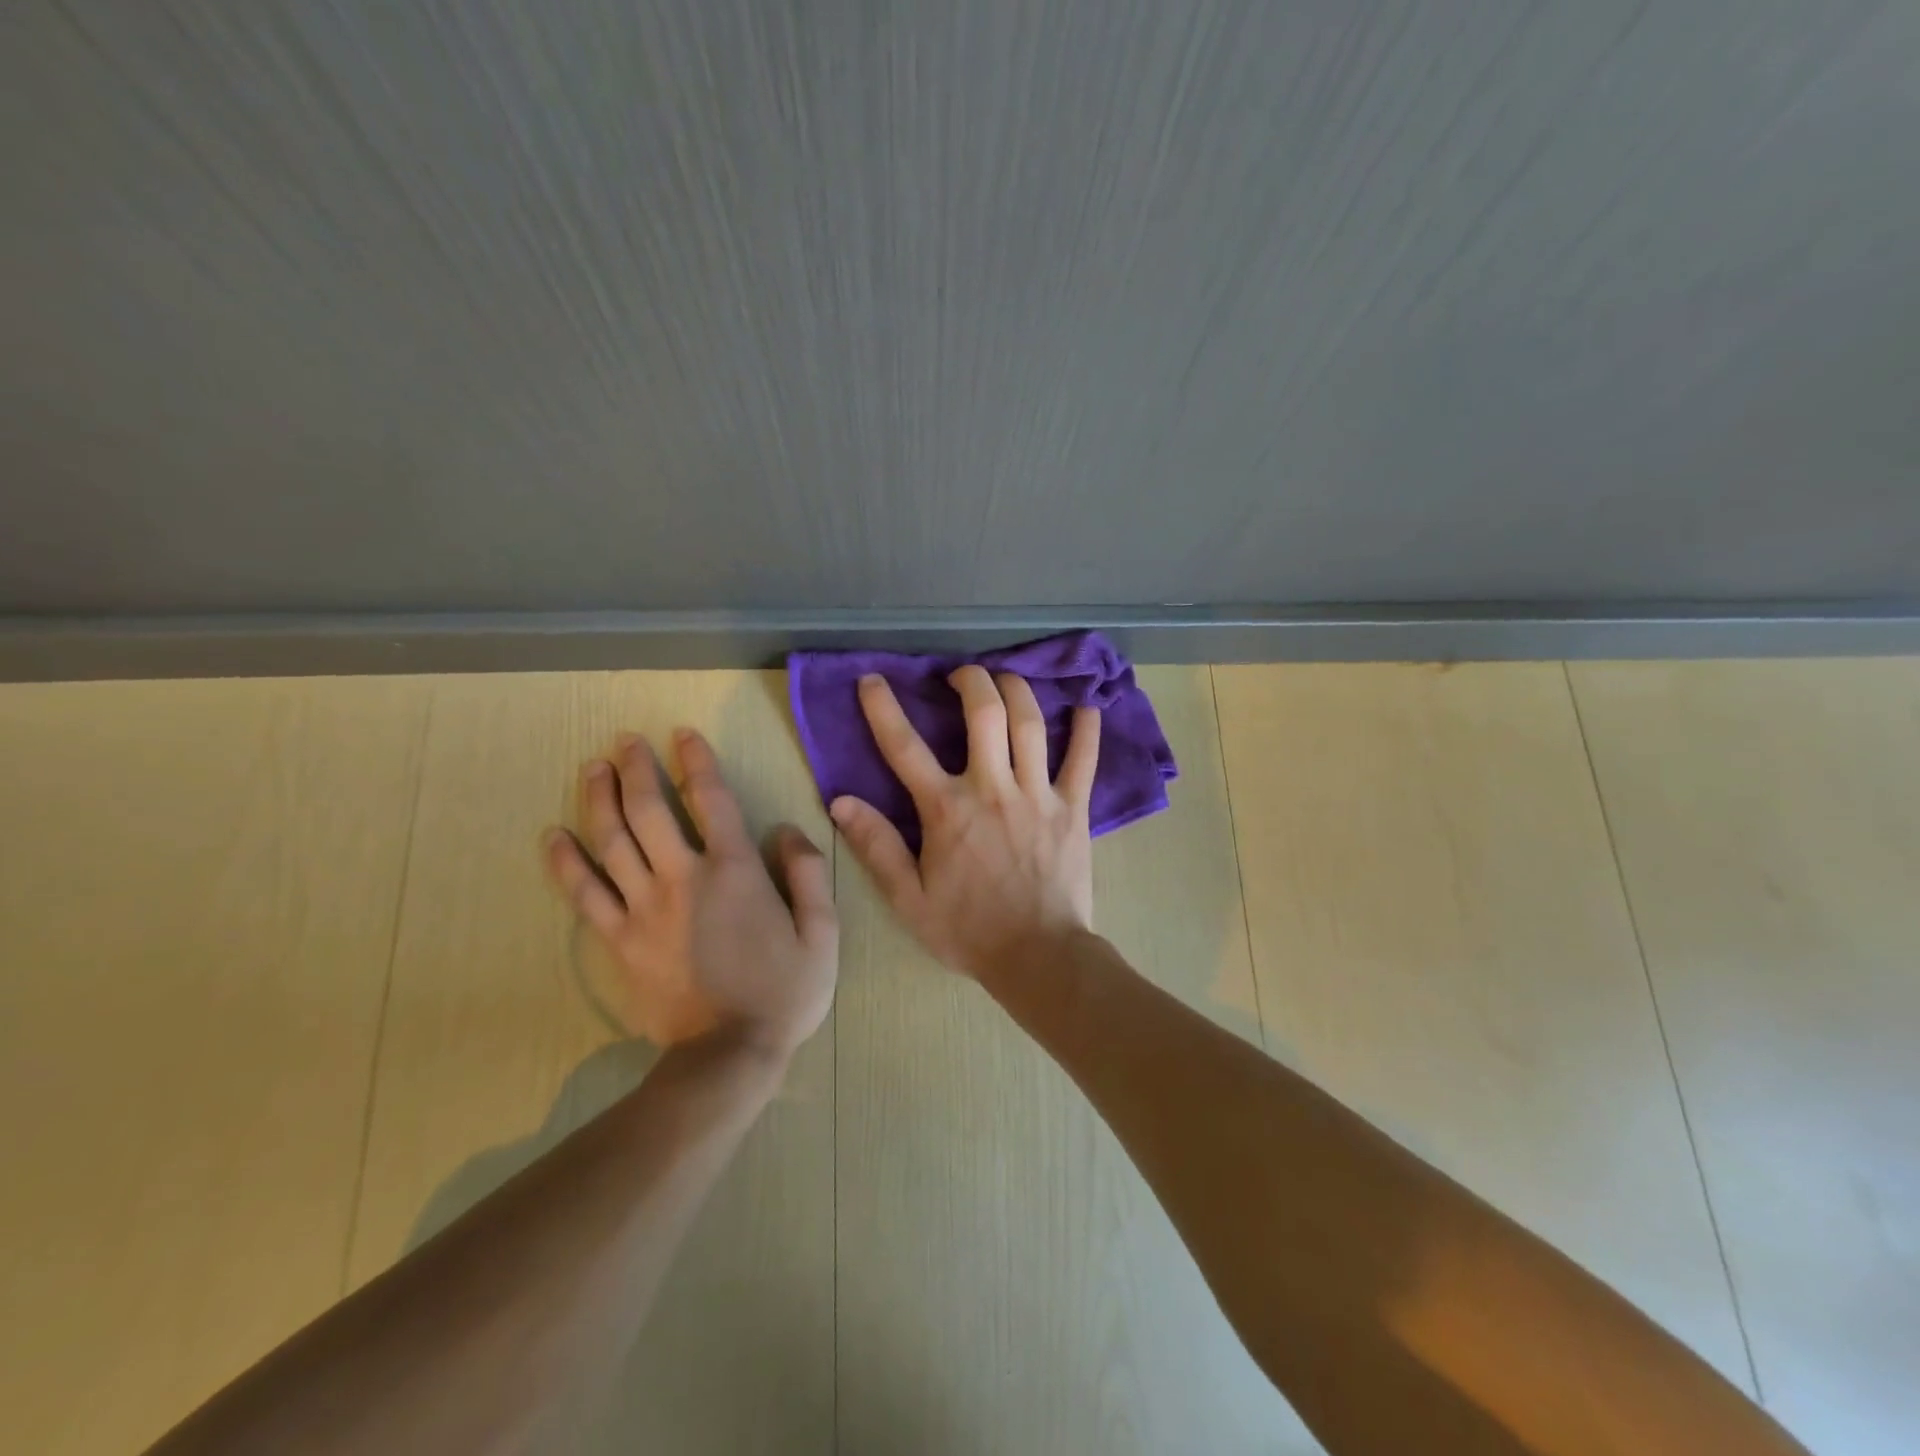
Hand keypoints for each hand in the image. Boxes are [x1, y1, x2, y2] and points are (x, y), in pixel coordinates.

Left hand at [544, 728, 837, 1055]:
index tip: (682, 734)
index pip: (711, 799)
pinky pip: (585, 893)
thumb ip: (808, 874)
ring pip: (612, 841)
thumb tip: (786, 829)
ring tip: (593, 768)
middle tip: (625, 740)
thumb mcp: (822, 933)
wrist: (727, 1056)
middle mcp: (683, 878)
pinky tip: (554, 835)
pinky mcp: (619, 940)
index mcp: (734, 871)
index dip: (696, 761)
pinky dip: (566, 862)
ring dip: (599, 798)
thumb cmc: (783, 992)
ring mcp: (644, 908)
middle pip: (649, 810)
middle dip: (637, 768)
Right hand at [830, 666, 1098, 980]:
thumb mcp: (908, 898)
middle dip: (971, 681)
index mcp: (947, 810)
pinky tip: (1087, 706)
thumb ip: (876, 847)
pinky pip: (1084, 760)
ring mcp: (1038, 795)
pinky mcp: (1074, 809)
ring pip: (1030, 724)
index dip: (884, 708)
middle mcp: (993, 789)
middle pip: (984, 714)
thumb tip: (841, 801)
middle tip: (961, 676)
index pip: (905, 747)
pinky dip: (1087, 730)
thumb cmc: (968, 930)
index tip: (872, 680)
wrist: (1038, 957)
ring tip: (1006, 679)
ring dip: (1017, 691)